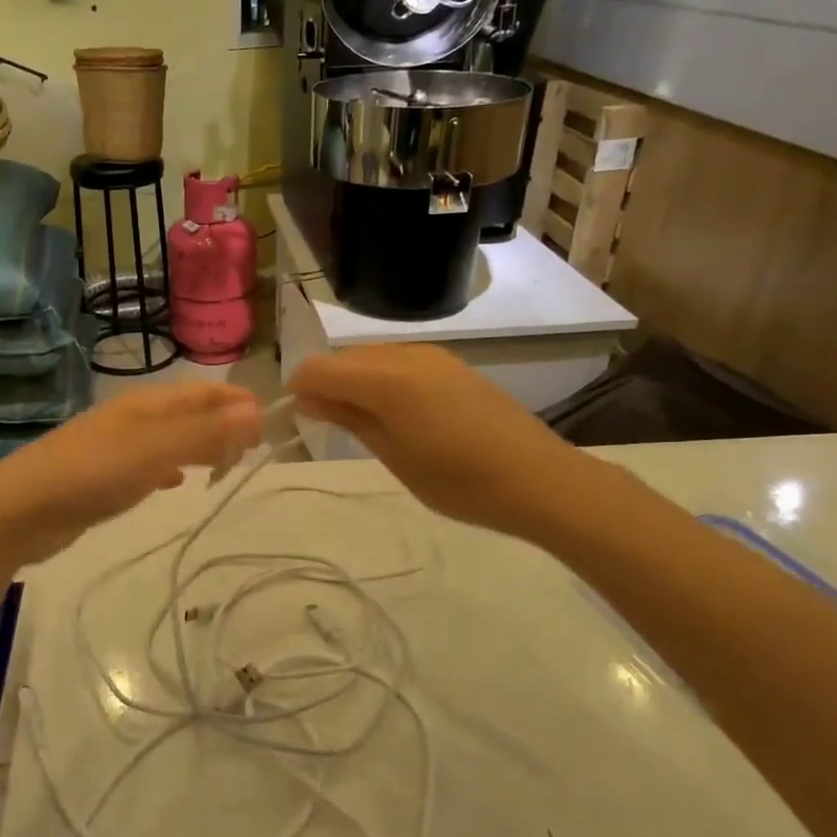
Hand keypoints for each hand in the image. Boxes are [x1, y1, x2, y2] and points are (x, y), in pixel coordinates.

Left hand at [0, 383, 263, 564]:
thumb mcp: (153, 451)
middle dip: (222, 425)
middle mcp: (134, 418)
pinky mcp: (105, 474)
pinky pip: (149, 463)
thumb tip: (255, 410)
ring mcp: (117, 446)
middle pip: (189, 413)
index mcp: (147, 404)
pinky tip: (175, 482)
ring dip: (200, 446)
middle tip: (252, 451)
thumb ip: (204, 432)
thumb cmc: (91, 474)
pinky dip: (170, 467)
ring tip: (225, 465)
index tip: (270, 422)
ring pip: (171, 439)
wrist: (22, 510)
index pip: (203, 392)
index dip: (237, 401)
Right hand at [289, 345, 590, 540]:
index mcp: (387, 379)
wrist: (539, 480)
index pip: (319, 369)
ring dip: (354, 381)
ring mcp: (432, 355)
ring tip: (361, 422)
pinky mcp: (451, 364)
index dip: (299, 390)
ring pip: (371, 357)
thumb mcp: (394, 455)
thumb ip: (348, 418)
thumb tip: (308, 398)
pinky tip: (395, 412)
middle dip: (325, 384)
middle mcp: (406, 354)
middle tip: (327, 425)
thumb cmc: (459, 481)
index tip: (297, 420)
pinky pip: (398, 361)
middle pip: (344, 358)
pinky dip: (381, 379)